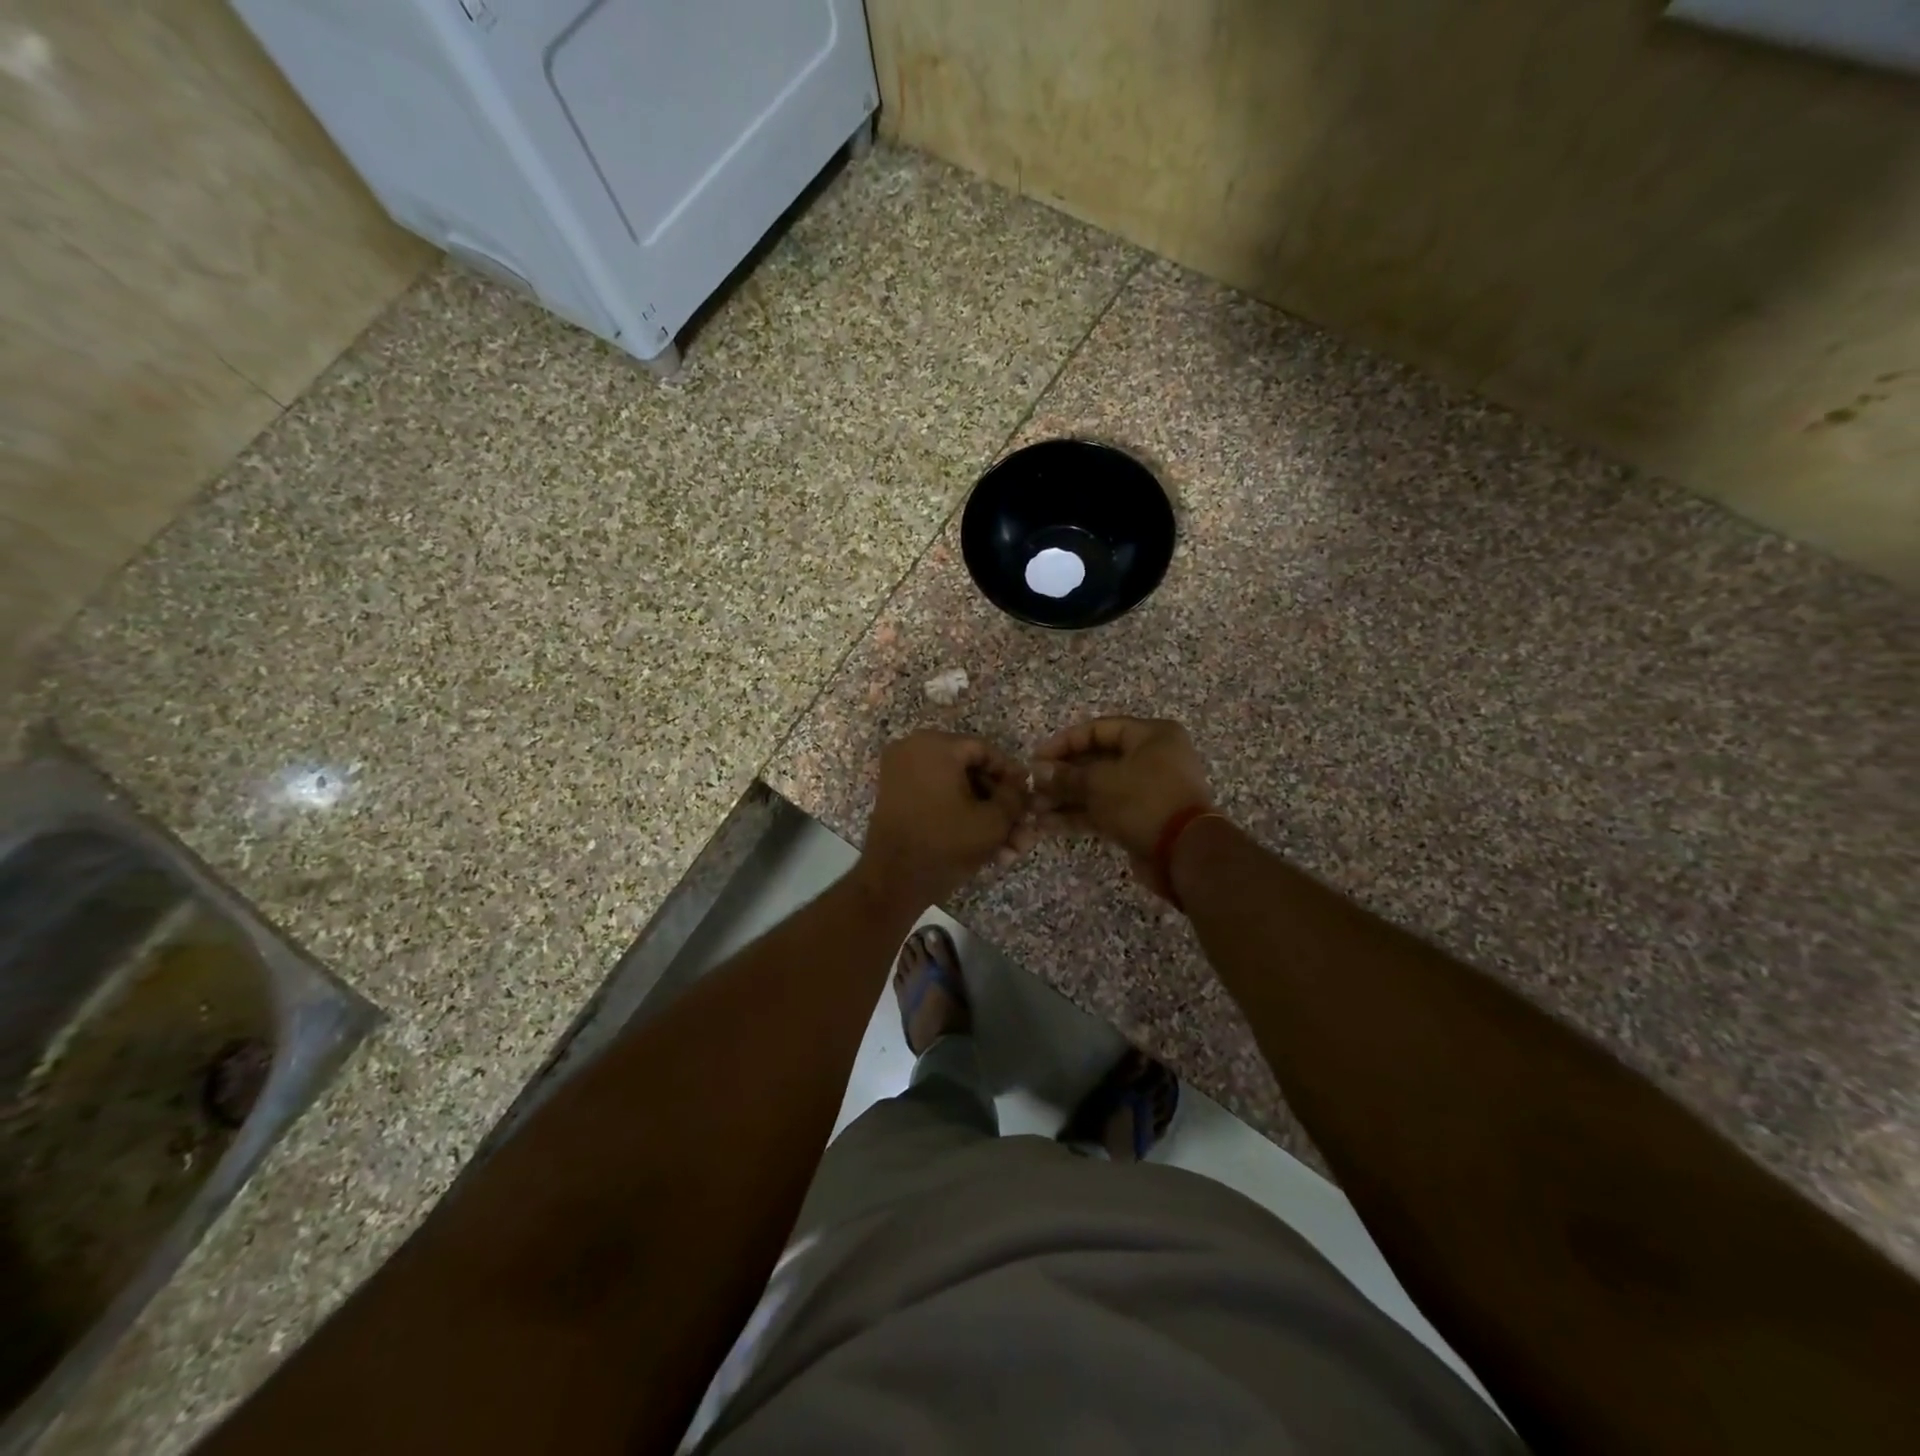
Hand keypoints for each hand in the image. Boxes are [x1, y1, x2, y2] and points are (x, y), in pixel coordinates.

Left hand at [859, 731, 1033, 908]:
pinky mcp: (894, 796)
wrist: (892, 881)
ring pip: (954, 789)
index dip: (1011, 775)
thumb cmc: (945, 843)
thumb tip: (1020, 786)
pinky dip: (958, 817)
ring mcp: (900, 773)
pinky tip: (985, 847)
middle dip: (998, 804)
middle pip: (969, 771)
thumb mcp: (993, 821)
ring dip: (982, 816)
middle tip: (1020, 828)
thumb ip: (1014, 797)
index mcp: (935, 745)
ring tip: (1008, 848)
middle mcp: (913, 749)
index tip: (1029, 798)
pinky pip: (935, 798)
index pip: (986, 751)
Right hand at [1032, 717, 1214, 898]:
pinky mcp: (1142, 818)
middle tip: (1033, 787)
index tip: (1037, 758)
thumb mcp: (1100, 782)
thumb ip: (1067, 776)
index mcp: (1152, 735)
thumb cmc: (1144, 801)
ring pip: (1099, 789)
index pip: (1099, 729)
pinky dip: (1079, 816)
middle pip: (1098, 760)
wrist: (1185, 853)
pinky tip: (1049, 825)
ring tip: (1034, 809)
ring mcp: (1148, 790)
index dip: (1064, 742)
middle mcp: (1153, 758)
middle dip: (1062, 775)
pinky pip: (1105, 810)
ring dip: (1066, 798)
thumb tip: (1038, 772)